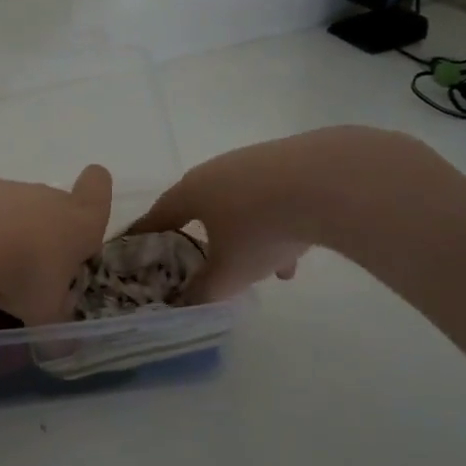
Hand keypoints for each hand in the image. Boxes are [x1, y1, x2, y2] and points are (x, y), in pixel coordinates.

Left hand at [0, 165, 113, 325]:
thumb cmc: (24, 274)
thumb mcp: (44, 313)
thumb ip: (55, 328)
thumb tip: (62, 349)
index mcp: (77, 222)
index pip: (98, 190)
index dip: (97, 193)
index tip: (87, 206)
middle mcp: (44, 197)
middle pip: (51, 205)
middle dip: (43, 233)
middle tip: (29, 270)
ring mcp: (2, 189)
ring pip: (9, 209)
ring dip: (2, 233)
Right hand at [130, 127, 431, 303]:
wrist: (330, 180)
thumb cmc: (261, 228)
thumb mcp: (229, 273)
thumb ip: (203, 292)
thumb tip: (186, 305)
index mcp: (191, 191)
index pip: (157, 216)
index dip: (145, 236)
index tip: (135, 249)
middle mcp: (217, 170)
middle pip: (202, 209)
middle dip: (205, 240)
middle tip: (207, 264)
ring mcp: (255, 162)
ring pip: (242, 206)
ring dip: (248, 238)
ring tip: (266, 271)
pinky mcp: (292, 160)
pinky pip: (274, 199)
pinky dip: (278, 226)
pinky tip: (296, 254)